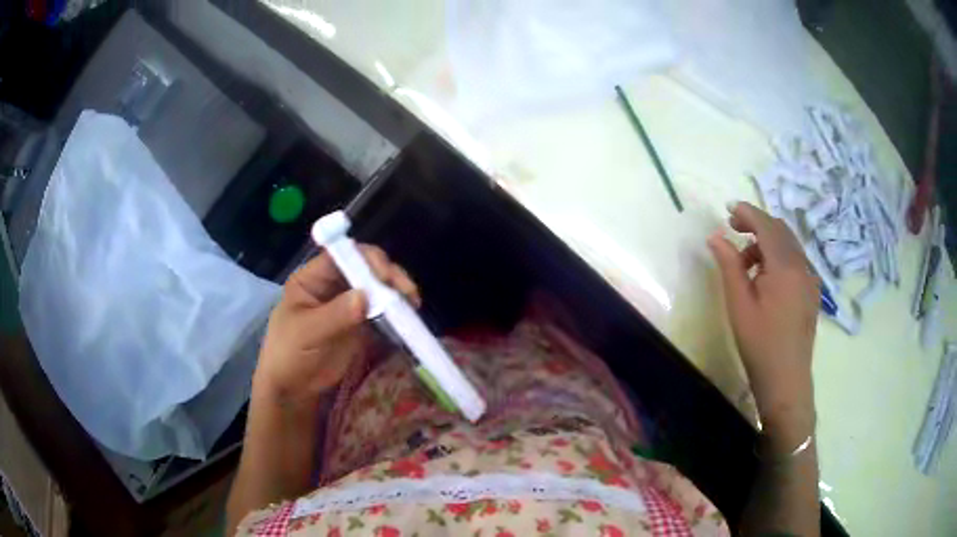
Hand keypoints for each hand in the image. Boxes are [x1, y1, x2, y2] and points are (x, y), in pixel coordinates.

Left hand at [254, 245, 420, 406]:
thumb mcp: (307, 333)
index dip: (366, 260)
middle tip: (407, 293)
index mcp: (313, 277)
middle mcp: (332, 283)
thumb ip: (335, 314)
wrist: (293, 387)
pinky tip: (408, 316)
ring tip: (413, 304)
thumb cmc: (289, 354)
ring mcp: (347, 301)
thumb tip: (365, 297)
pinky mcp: (360, 320)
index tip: (385, 277)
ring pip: (377, 286)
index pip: (342, 255)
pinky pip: (382, 308)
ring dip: (396, 291)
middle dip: (388, 275)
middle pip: (365, 266)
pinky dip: (396, 310)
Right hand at [708, 202, 819, 446]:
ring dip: (767, 242)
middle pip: (780, 230)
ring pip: (789, 244)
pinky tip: (765, 277)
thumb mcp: (739, 304)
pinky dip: (778, 256)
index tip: (728, 210)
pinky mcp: (812, 291)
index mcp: (785, 266)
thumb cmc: (759, 344)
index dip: (747, 213)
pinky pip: (796, 260)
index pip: (766, 225)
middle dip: (757, 224)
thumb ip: (729, 265)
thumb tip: (715, 236)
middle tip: (733, 230)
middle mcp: (802, 265)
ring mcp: (810, 278)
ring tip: (745, 262)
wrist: (786, 380)